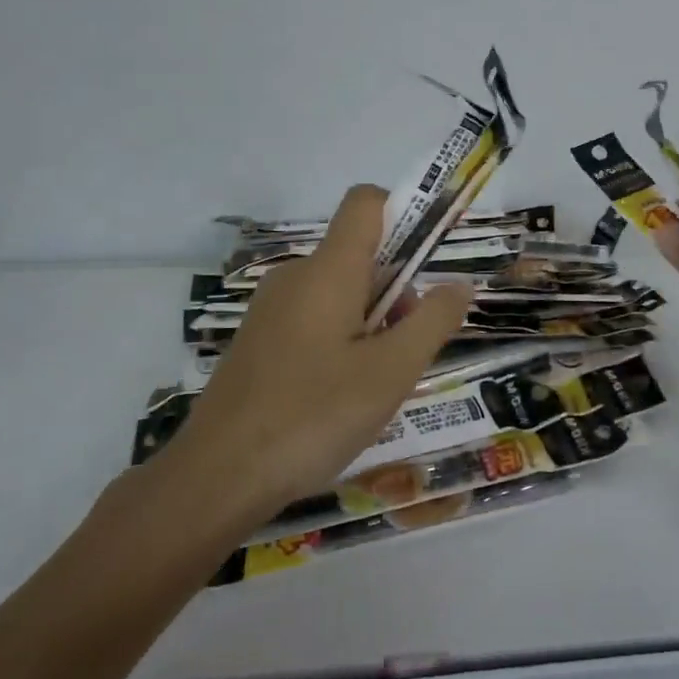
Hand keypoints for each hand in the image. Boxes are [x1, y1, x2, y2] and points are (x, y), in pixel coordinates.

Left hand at [166, 185, 471, 513]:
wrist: (218, 476)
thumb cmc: (314, 415)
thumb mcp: (392, 372)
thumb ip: (433, 321)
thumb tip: (460, 284)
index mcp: (329, 270)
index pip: (366, 202)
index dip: (404, 211)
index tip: (429, 258)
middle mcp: (296, 276)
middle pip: (361, 257)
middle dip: (397, 293)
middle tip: (405, 354)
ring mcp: (271, 309)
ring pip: (339, 293)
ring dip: (372, 324)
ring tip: (375, 386)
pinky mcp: (258, 340)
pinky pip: (314, 320)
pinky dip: (341, 341)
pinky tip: (339, 397)